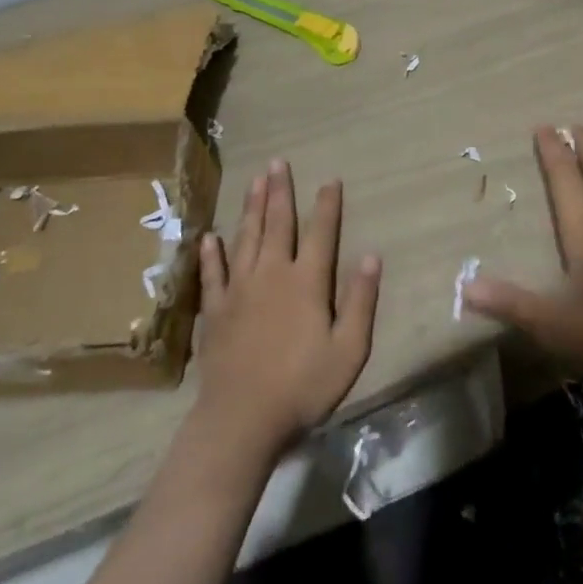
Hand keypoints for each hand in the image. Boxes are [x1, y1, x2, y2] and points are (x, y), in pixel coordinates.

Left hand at [191, 159, 381, 468]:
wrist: (242, 420)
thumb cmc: (303, 387)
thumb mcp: (349, 350)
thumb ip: (361, 301)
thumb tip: (372, 256)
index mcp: (306, 282)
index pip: (321, 233)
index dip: (327, 205)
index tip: (330, 179)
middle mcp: (272, 274)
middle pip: (278, 224)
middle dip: (280, 192)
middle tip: (277, 163)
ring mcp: (239, 290)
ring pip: (246, 238)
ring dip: (251, 208)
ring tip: (254, 182)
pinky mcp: (215, 311)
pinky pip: (213, 274)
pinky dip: (211, 254)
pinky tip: (210, 237)